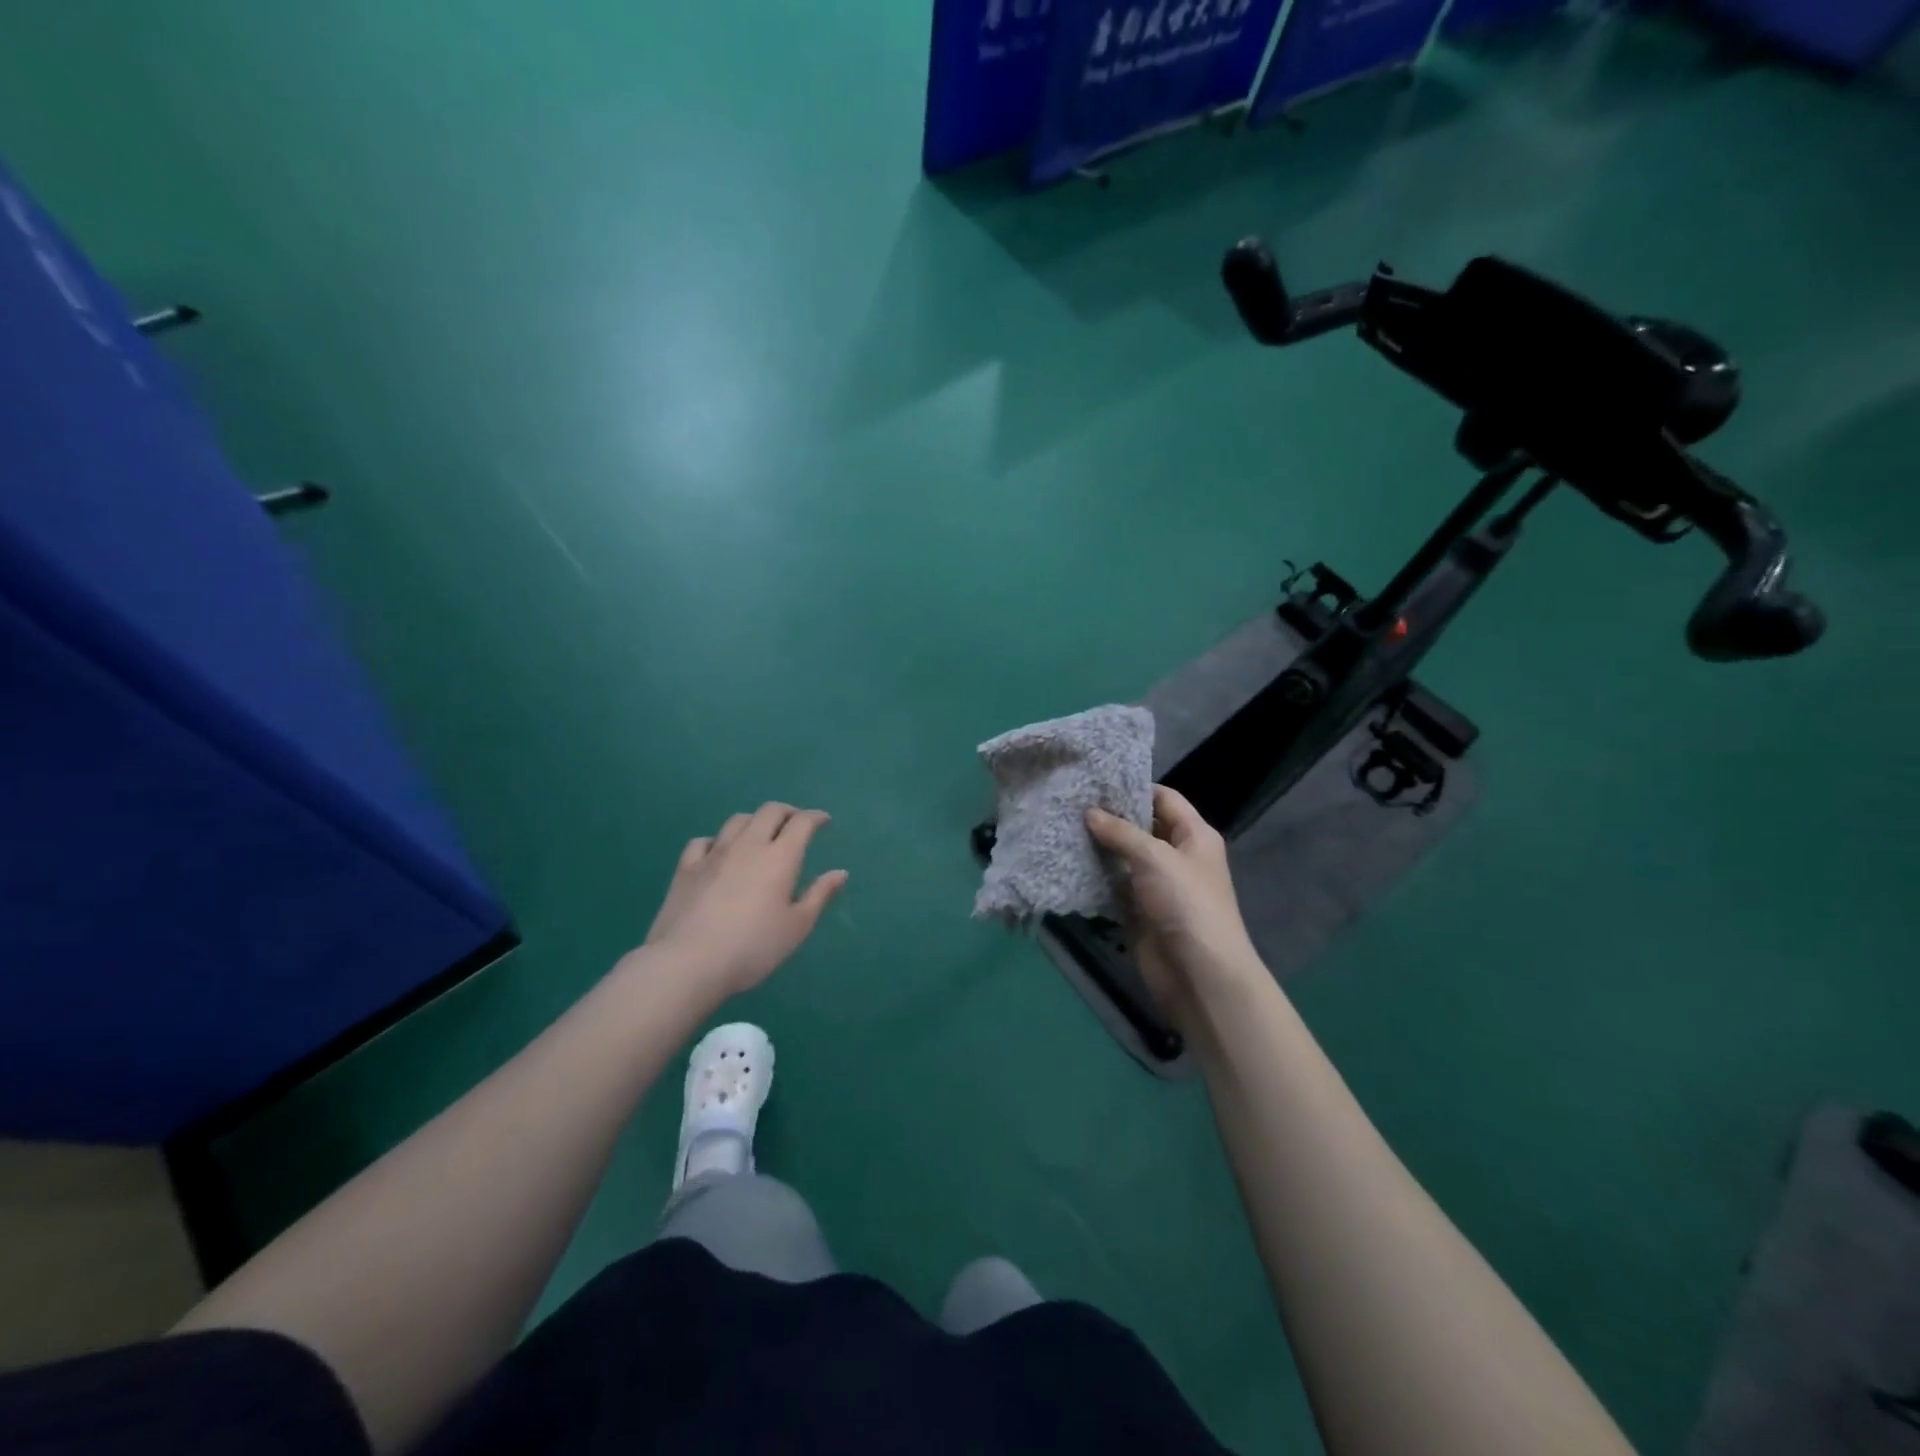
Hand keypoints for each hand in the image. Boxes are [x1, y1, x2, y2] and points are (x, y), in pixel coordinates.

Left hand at [637, 802, 847, 997]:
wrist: (688, 963)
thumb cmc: (753, 948)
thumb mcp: (796, 927)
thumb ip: (819, 895)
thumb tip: (840, 872)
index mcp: (780, 858)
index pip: (802, 823)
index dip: (815, 817)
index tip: (824, 821)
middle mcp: (748, 845)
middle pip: (769, 812)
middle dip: (787, 812)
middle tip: (795, 824)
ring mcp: (714, 854)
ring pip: (737, 821)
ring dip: (754, 821)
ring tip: (760, 834)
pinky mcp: (686, 868)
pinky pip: (703, 841)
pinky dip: (717, 840)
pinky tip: (718, 853)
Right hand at [1086, 786, 1264, 1030]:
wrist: (1199, 973)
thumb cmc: (1185, 904)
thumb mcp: (1154, 857)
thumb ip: (1120, 832)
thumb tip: (1089, 812)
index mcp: (1194, 836)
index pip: (1164, 798)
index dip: (1133, 787)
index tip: (1095, 781)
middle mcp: (1176, 856)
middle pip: (1141, 827)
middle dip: (1109, 817)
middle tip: (1069, 802)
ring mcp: (1157, 885)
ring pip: (1123, 857)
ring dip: (1098, 847)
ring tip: (1061, 827)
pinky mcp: (1139, 911)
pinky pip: (1113, 886)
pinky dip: (1094, 877)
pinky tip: (1066, 862)